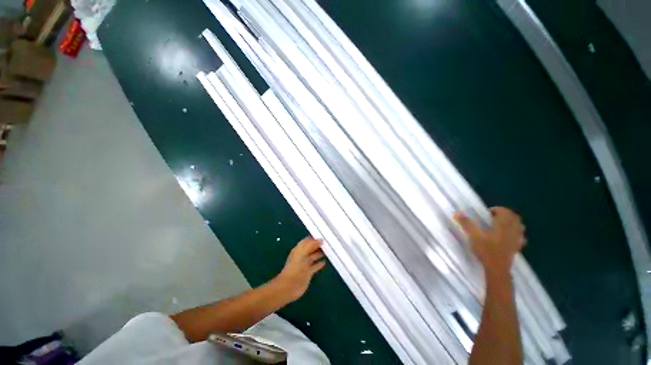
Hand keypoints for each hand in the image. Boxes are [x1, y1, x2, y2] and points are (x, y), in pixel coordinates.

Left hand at [273, 237, 325, 301]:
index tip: (323, 235)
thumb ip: (311, 244)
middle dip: (318, 245)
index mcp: (299, 249)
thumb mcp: (303, 252)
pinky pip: (315, 266)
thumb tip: (321, 239)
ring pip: (313, 256)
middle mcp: (302, 255)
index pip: (307, 240)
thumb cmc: (296, 267)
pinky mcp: (308, 273)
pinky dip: (319, 263)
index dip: (314, 237)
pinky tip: (324, 262)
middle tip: (328, 242)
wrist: (290, 285)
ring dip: (319, 253)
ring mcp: (305, 264)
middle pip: (311, 248)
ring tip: (328, 250)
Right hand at [454, 207, 525, 274]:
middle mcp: (512, 230)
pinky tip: (509, 235)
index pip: (504, 211)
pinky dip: (516, 232)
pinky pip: (520, 235)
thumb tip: (457, 212)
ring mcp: (516, 238)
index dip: (497, 209)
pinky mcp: (517, 246)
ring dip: (511, 222)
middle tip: (493, 217)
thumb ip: (466, 223)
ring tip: (501, 224)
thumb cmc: (485, 250)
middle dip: (505, 214)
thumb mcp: (473, 235)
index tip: (487, 213)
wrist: (497, 268)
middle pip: (514, 217)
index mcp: (502, 225)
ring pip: (519, 225)